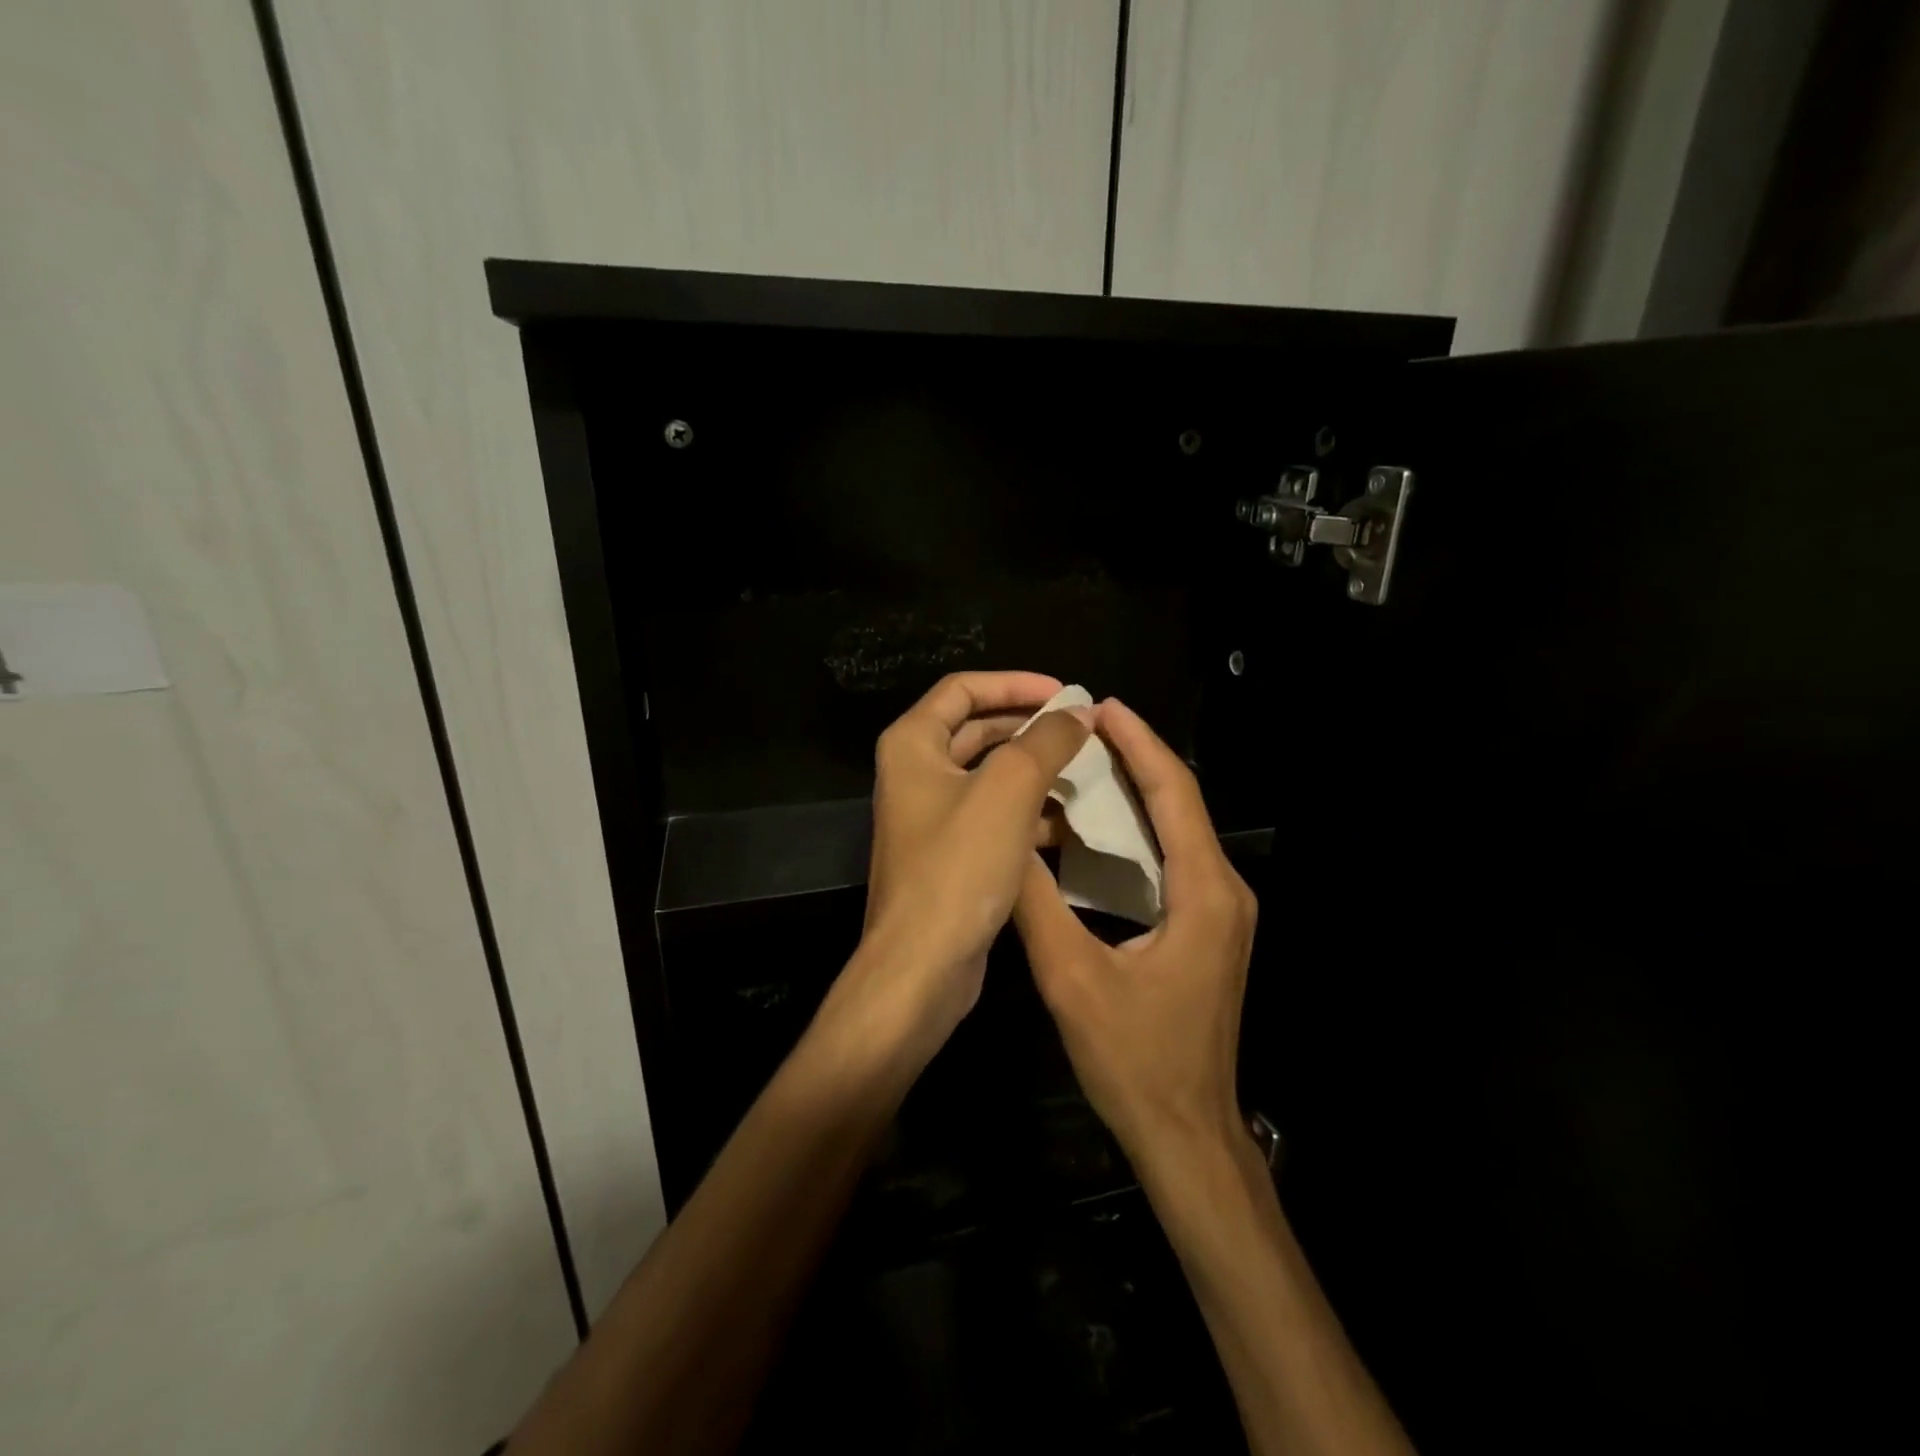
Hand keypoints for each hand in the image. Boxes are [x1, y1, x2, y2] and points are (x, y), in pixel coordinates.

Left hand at [842, 671, 1092, 1056]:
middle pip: (976, 729)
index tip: (1065, 694)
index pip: (963, 689)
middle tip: (1080, 731)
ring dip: (1033, 770)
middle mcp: (914, 773)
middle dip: (1029, 726)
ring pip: (989, 776)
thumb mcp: (1009, 790)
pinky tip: (1068, 823)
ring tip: (1084, 772)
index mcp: (912, 744)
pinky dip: (1026, 811)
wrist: (921, 967)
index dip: (1015, 683)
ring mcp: (930, 816)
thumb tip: (1079, 712)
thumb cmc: (958, 866)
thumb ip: (1046, 741)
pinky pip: (992, 815)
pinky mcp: (949, 854)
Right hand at [1014, 698, 1257, 1166]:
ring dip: (1138, 792)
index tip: (1102, 706)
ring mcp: (1221, 913)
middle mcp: (1224, 891)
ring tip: (1086, 763)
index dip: (1139, 743)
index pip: (1174, 794)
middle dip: (1138, 758)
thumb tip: (1005, 845)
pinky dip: (1139, 832)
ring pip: (1179, 831)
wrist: (1186, 1134)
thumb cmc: (1133, 1059)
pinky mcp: (1208, 931)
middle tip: (1085, 727)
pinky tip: (1100, 829)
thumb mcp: (1071, 978)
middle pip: (1181, 804)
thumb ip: (1036, 905)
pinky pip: (1175, 861)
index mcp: (1204, 892)